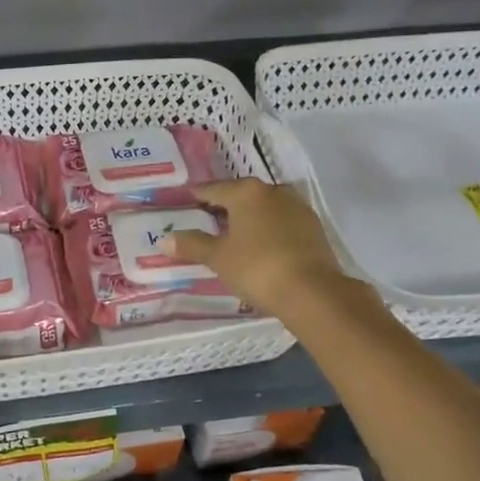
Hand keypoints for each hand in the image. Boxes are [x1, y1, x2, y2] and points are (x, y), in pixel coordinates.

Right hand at [168, 179, 354, 317]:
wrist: (312, 291)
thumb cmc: (256, 267)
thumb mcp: (218, 258)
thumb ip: (192, 245)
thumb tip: (165, 239)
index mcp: (246, 193)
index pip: (215, 189)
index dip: (198, 194)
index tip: (186, 198)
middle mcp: (273, 192)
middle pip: (243, 194)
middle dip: (226, 204)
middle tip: (209, 216)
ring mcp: (298, 208)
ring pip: (266, 206)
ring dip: (251, 215)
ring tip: (236, 231)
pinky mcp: (314, 228)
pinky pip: (283, 221)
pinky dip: (270, 228)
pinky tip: (263, 243)